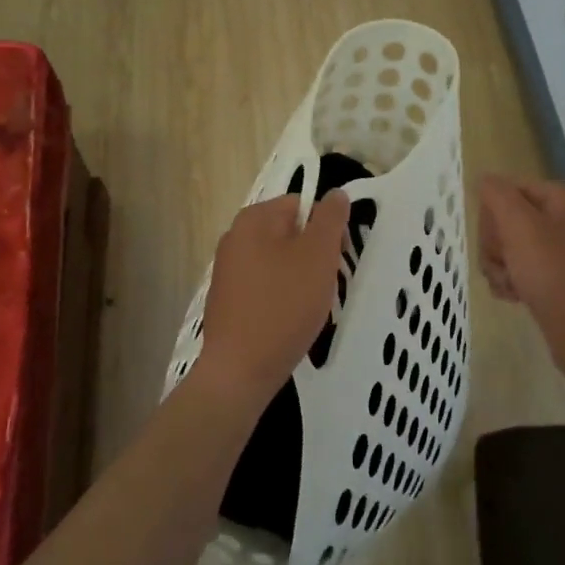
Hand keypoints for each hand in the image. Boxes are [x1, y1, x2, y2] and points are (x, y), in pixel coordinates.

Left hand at [195, 191, 350, 411]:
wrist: (239, 370)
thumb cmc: (284, 306)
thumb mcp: (318, 256)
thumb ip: (330, 219)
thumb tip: (335, 194)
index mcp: (254, 219)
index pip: (301, 205)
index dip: (326, 228)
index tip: (338, 259)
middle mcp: (234, 237)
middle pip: (289, 233)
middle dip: (313, 255)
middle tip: (326, 285)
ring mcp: (227, 269)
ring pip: (279, 261)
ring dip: (300, 278)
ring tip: (309, 307)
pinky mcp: (227, 299)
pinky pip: (264, 286)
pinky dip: (281, 297)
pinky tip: (289, 321)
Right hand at [478, 175, 564, 369]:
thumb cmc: (552, 273)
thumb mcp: (518, 224)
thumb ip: (497, 194)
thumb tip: (485, 180)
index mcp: (562, 198)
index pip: (507, 189)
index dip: (493, 214)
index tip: (496, 239)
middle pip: (507, 219)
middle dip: (495, 244)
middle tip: (503, 264)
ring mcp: (564, 251)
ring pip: (510, 247)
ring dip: (499, 266)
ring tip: (509, 286)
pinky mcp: (559, 278)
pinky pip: (522, 270)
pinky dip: (512, 282)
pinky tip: (515, 297)